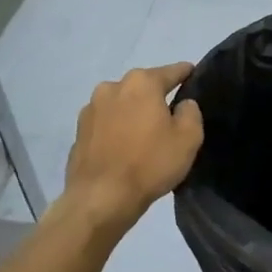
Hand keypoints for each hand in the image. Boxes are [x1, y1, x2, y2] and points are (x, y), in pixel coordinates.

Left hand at [60, 63, 204, 229]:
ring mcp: (91, 109)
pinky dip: (117, 129)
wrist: (101, 198)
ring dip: (133, 113)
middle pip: (142, 86)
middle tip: (170, 115)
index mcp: (141, 83)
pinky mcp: (79, 131)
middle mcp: (112, 87)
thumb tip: (182, 105)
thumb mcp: (188, 139)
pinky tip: (124, 148)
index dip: (185, 73)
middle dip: (156, 96)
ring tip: (144, 134)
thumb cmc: (149, 164)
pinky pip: (106, 124)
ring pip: (122, 104)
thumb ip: (191, 112)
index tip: (193, 73)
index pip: (170, 72)